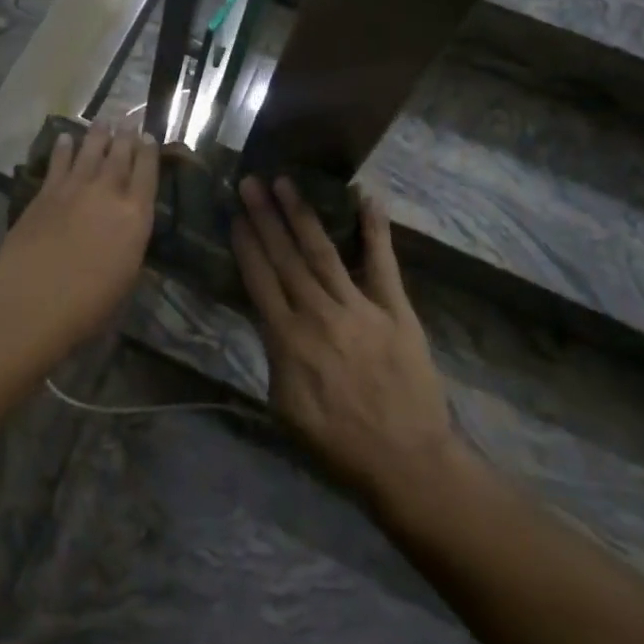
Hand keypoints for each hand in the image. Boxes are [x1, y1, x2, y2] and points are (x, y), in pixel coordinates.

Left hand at [0, 122, 158, 350]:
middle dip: (126, 135)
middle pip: (119, 156)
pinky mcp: (45, 193)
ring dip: (97, 135)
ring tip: (103, 120)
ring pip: (89, 152)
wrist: (35, 298)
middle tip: (129, 118)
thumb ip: (129, 244)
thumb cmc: (89, 303)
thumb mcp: (126, 276)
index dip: (149, 152)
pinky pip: (58, 163)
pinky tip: (65, 138)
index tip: (149, 136)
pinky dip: (63, 148)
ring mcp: (74, 189)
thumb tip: (127, 229)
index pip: (147, 174)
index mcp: (135, 216)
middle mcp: (107, 193)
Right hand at [232, 177, 459, 498]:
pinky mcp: (395, 309)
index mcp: (288, 339)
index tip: (234, 213)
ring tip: (287, 181)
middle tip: (251, 180)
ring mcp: (359, 307)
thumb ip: (273, 357)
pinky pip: (383, 262)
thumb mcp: (284, 408)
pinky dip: (375, 228)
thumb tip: (268, 319)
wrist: (408, 462)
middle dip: (265, 216)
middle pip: (285, 256)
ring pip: (322, 251)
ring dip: (302, 214)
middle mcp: (318, 314)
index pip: (259, 279)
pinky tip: (366, 197)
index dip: (245, 244)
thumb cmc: (338, 443)